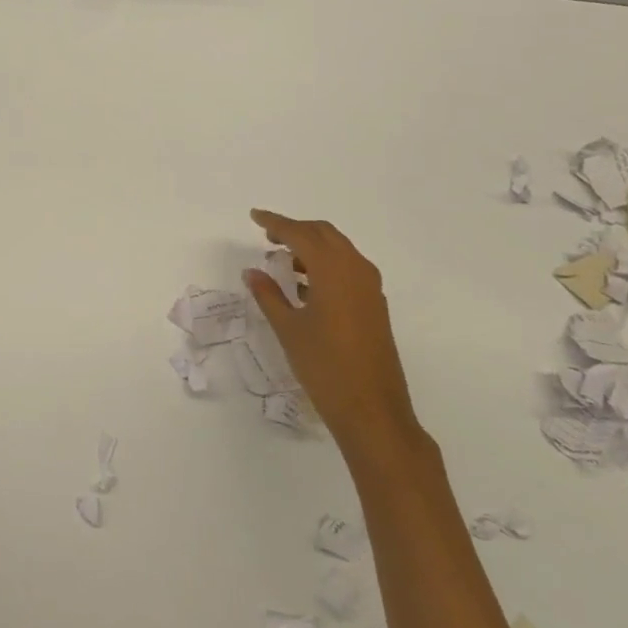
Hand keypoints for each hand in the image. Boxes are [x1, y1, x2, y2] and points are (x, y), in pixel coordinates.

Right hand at [244, 209, 422, 459]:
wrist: (373, 411)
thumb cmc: (325, 366)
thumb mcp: (288, 329)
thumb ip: (269, 295)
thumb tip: (253, 272)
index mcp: (333, 270)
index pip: (300, 234)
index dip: (276, 223)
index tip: (255, 216)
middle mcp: (356, 270)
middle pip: (324, 234)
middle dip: (296, 230)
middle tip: (269, 237)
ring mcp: (369, 288)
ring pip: (338, 250)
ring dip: (312, 247)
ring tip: (284, 261)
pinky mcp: (374, 305)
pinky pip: (348, 269)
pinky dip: (325, 265)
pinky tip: (306, 286)